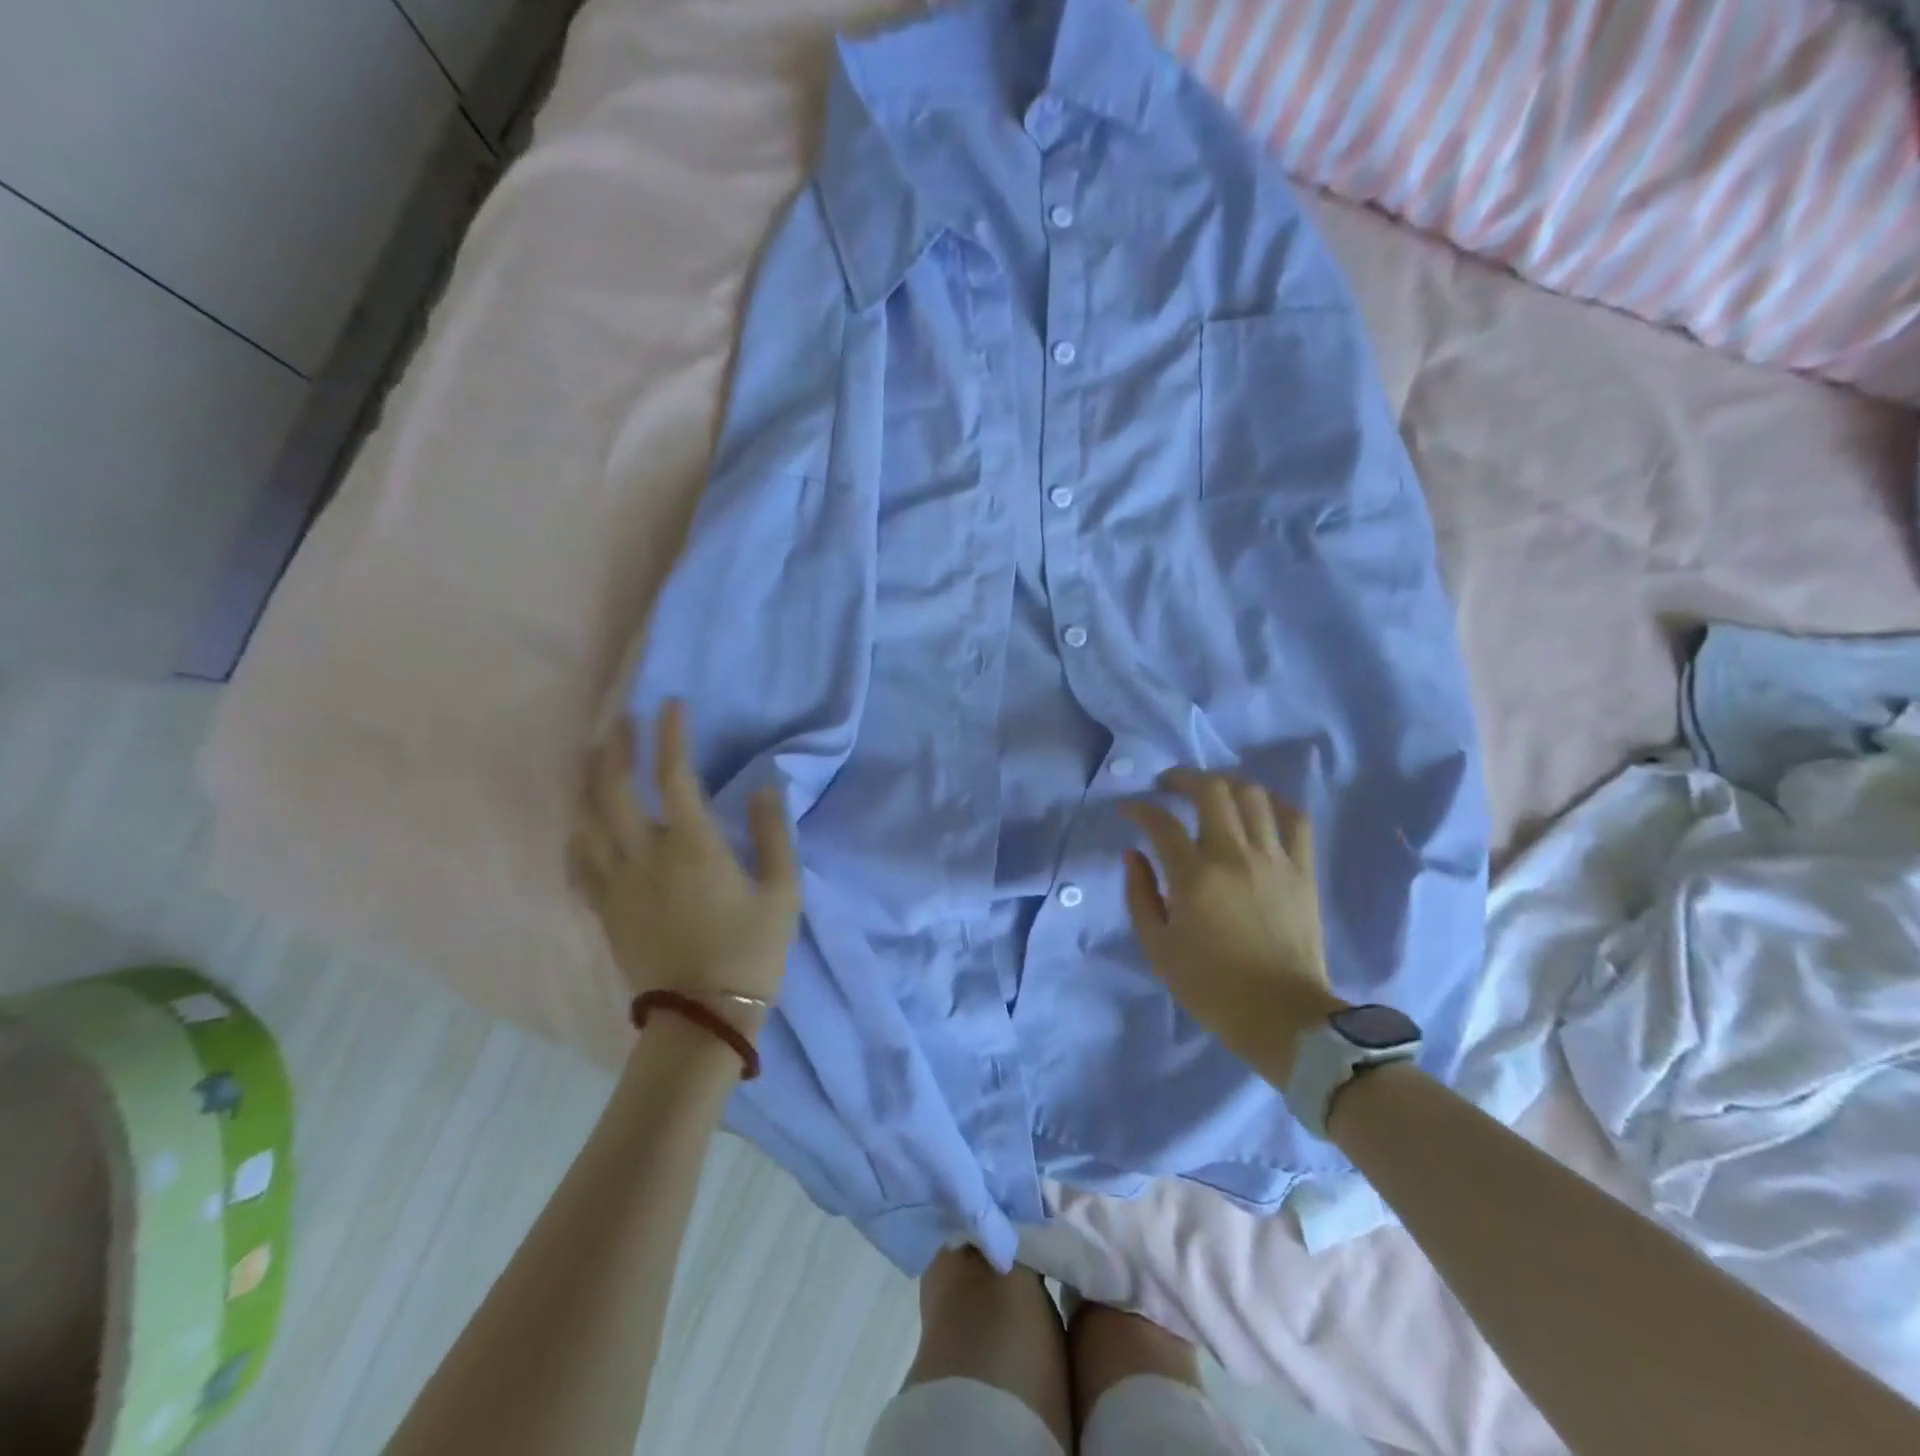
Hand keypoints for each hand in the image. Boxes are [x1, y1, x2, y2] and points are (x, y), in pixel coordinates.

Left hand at [570, 700, 799, 1026]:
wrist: (703, 1017)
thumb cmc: (751, 951)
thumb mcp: (782, 892)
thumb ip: (773, 835)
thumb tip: (763, 787)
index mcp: (692, 847)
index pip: (673, 775)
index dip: (670, 735)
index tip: (671, 705)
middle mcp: (645, 857)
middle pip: (612, 790)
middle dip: (615, 749)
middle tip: (620, 722)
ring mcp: (617, 885)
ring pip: (585, 822)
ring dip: (588, 783)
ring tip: (594, 760)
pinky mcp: (604, 910)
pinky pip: (577, 862)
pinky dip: (577, 832)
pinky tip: (581, 822)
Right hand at [1121, 769, 1343, 1082]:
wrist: (1282, 1016)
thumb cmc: (1211, 986)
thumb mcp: (1157, 946)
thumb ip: (1139, 894)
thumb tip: (1134, 854)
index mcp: (1194, 877)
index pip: (1161, 823)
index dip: (1139, 808)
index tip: (1129, 810)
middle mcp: (1234, 856)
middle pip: (1211, 791)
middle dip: (1183, 778)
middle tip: (1168, 785)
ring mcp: (1274, 859)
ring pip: (1253, 795)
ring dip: (1225, 784)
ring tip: (1211, 792)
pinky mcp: (1303, 870)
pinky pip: (1295, 819)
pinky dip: (1274, 803)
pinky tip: (1259, 807)